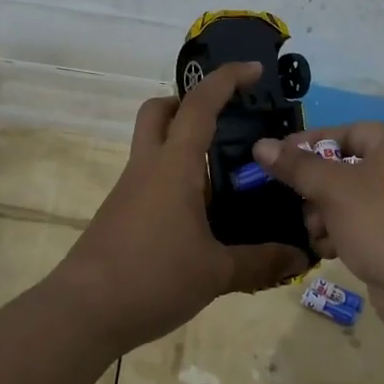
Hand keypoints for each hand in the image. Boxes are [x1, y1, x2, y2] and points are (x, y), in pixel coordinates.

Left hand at [54, 63, 309, 351]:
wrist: (83, 312)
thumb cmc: (152, 278)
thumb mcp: (215, 273)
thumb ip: (260, 262)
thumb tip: (300, 257)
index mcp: (173, 167)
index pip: (199, 106)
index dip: (226, 80)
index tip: (253, 70)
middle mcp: (147, 168)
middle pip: (159, 112)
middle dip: (188, 103)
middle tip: (224, 122)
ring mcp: (129, 190)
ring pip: (153, 146)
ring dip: (184, 145)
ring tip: (225, 177)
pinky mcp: (121, 214)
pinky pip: (150, 179)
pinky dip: (176, 179)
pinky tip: (201, 215)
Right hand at [252, 122, 383, 339]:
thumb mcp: (335, 190)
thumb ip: (297, 166)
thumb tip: (261, 144)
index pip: (346, 132)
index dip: (309, 144)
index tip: (275, 159)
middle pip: (347, 168)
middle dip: (317, 190)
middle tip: (298, 205)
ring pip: (353, 201)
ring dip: (326, 217)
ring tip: (317, 235)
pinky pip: (366, 226)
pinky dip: (345, 235)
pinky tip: (330, 252)